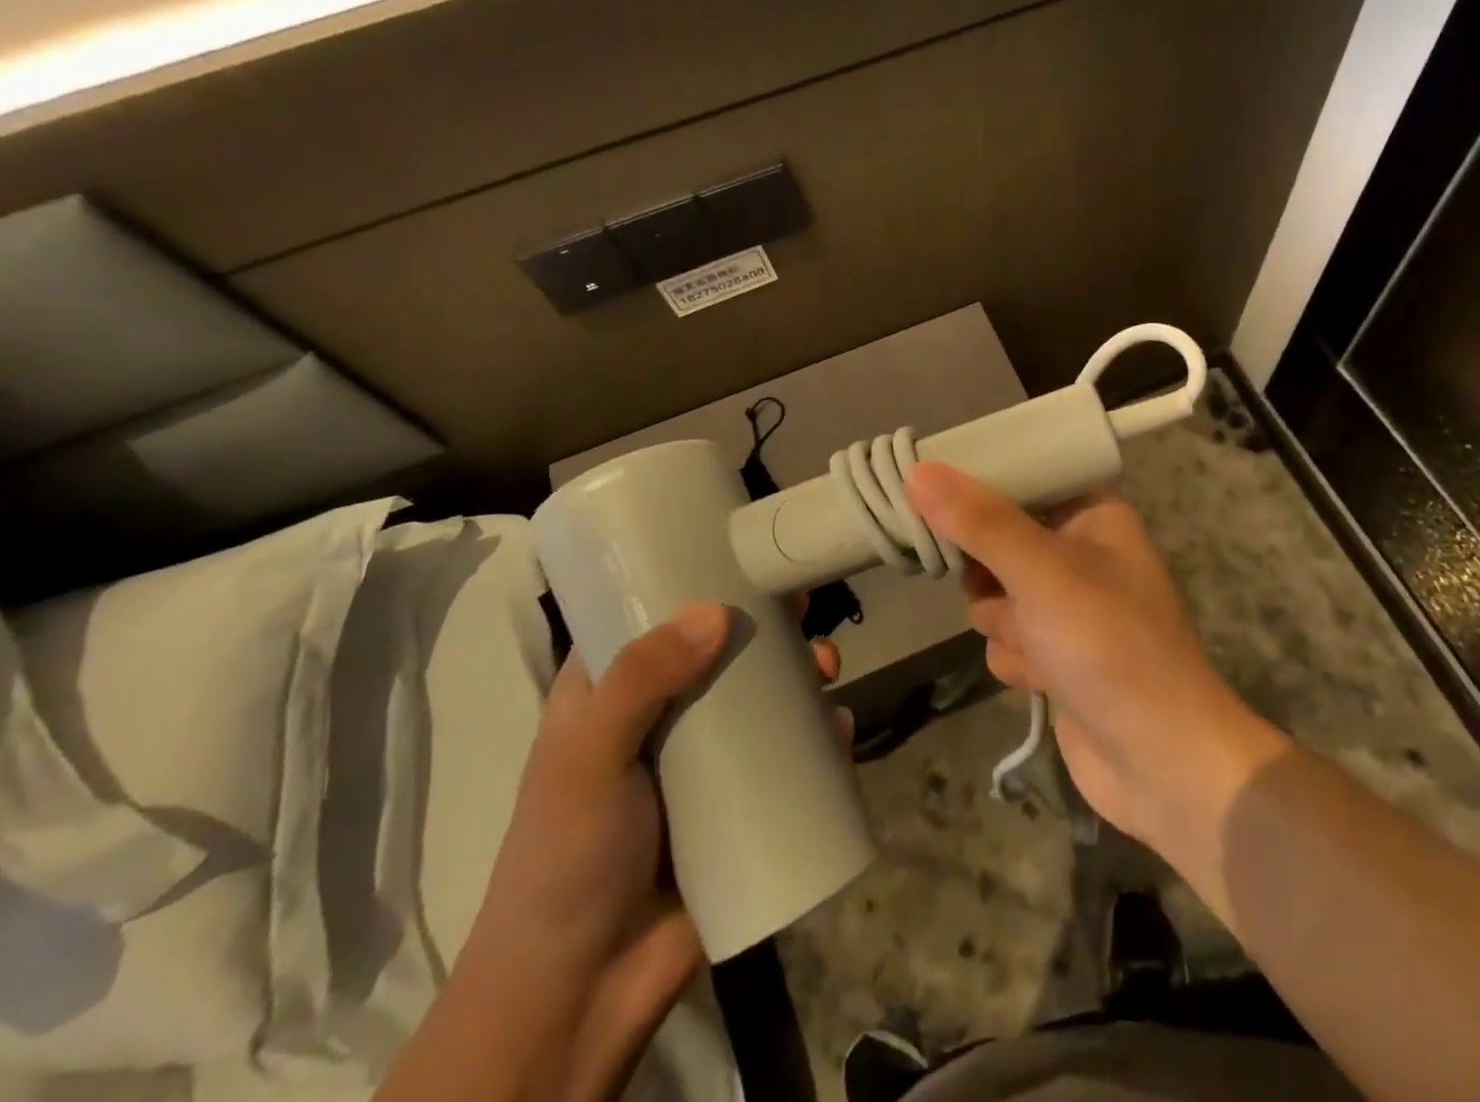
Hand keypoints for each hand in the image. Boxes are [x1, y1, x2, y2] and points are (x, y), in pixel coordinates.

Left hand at [461, 601, 841, 1101]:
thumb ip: (640, 682)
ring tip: (829, 668)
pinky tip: (842, 729)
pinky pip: (789, 758)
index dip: (694, 579)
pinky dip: (820, 736)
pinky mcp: (740, 805)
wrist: (581, 997)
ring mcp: (704, 763)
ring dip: (802, 675)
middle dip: (768, 627)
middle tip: (804, 613)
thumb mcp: (586, 759)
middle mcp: (661, 716)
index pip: (651, 616)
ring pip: (762, 699)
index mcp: (612, 693)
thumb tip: (717, 613)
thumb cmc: (566, 860)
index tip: (745, 554)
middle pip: (722, 651)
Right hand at [907, 463, 1278, 848]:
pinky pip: (1006, 638)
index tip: (931, 485)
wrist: (1161, 763)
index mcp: (1094, 516)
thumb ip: (979, 522)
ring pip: (995, 594)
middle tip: (987, 581)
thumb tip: (919, 471)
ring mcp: (1067, 609)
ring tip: (1035, 642)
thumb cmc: (1109, 645)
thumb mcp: (1042, 572)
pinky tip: (1042, 679)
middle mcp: (1081, 555)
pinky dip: (1016, 659)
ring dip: (1004, 622)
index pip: (1027, 476)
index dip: (981, 481)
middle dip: (989, 572)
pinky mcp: (1055, 655)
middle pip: (999, 538)